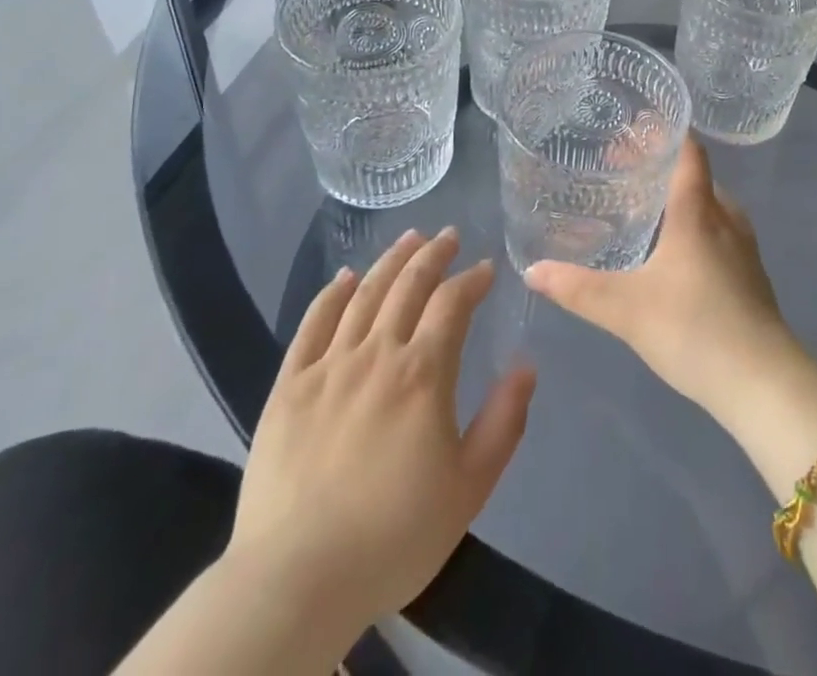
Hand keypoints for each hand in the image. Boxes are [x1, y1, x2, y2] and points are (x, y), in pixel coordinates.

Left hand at [228, 229, 535, 632]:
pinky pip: (312, 325)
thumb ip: (504, 422)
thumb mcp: (469, 487)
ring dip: (390, 260)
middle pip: (408, 285)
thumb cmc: (394, 537)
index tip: (486, 269)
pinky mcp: (289, 385)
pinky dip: (331, 294)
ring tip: (409, 238)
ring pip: (364, 294)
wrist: (296, 580)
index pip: (452, 303)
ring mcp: (328, 366)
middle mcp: (376, 353)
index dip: (472, 279)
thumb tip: (526, 365)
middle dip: (433, 255)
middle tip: (448, 235)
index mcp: (423, 373)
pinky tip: (344, 277)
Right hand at [524, 138, 795, 420]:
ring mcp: (743, 247)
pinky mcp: (750, 274)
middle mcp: (725, 218)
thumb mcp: (626, 310)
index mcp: (698, 211)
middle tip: (622, 170)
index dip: (664, 133)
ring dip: (678, 199)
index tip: (633, 126)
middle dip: (660, 167)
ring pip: (709, 205)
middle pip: (695, 176)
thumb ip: (577, 288)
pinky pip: (719, 231)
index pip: (688, 152)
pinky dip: (693, 226)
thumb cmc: (694, 329)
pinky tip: (673, 253)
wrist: (763, 383)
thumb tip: (532, 269)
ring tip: (644, 208)